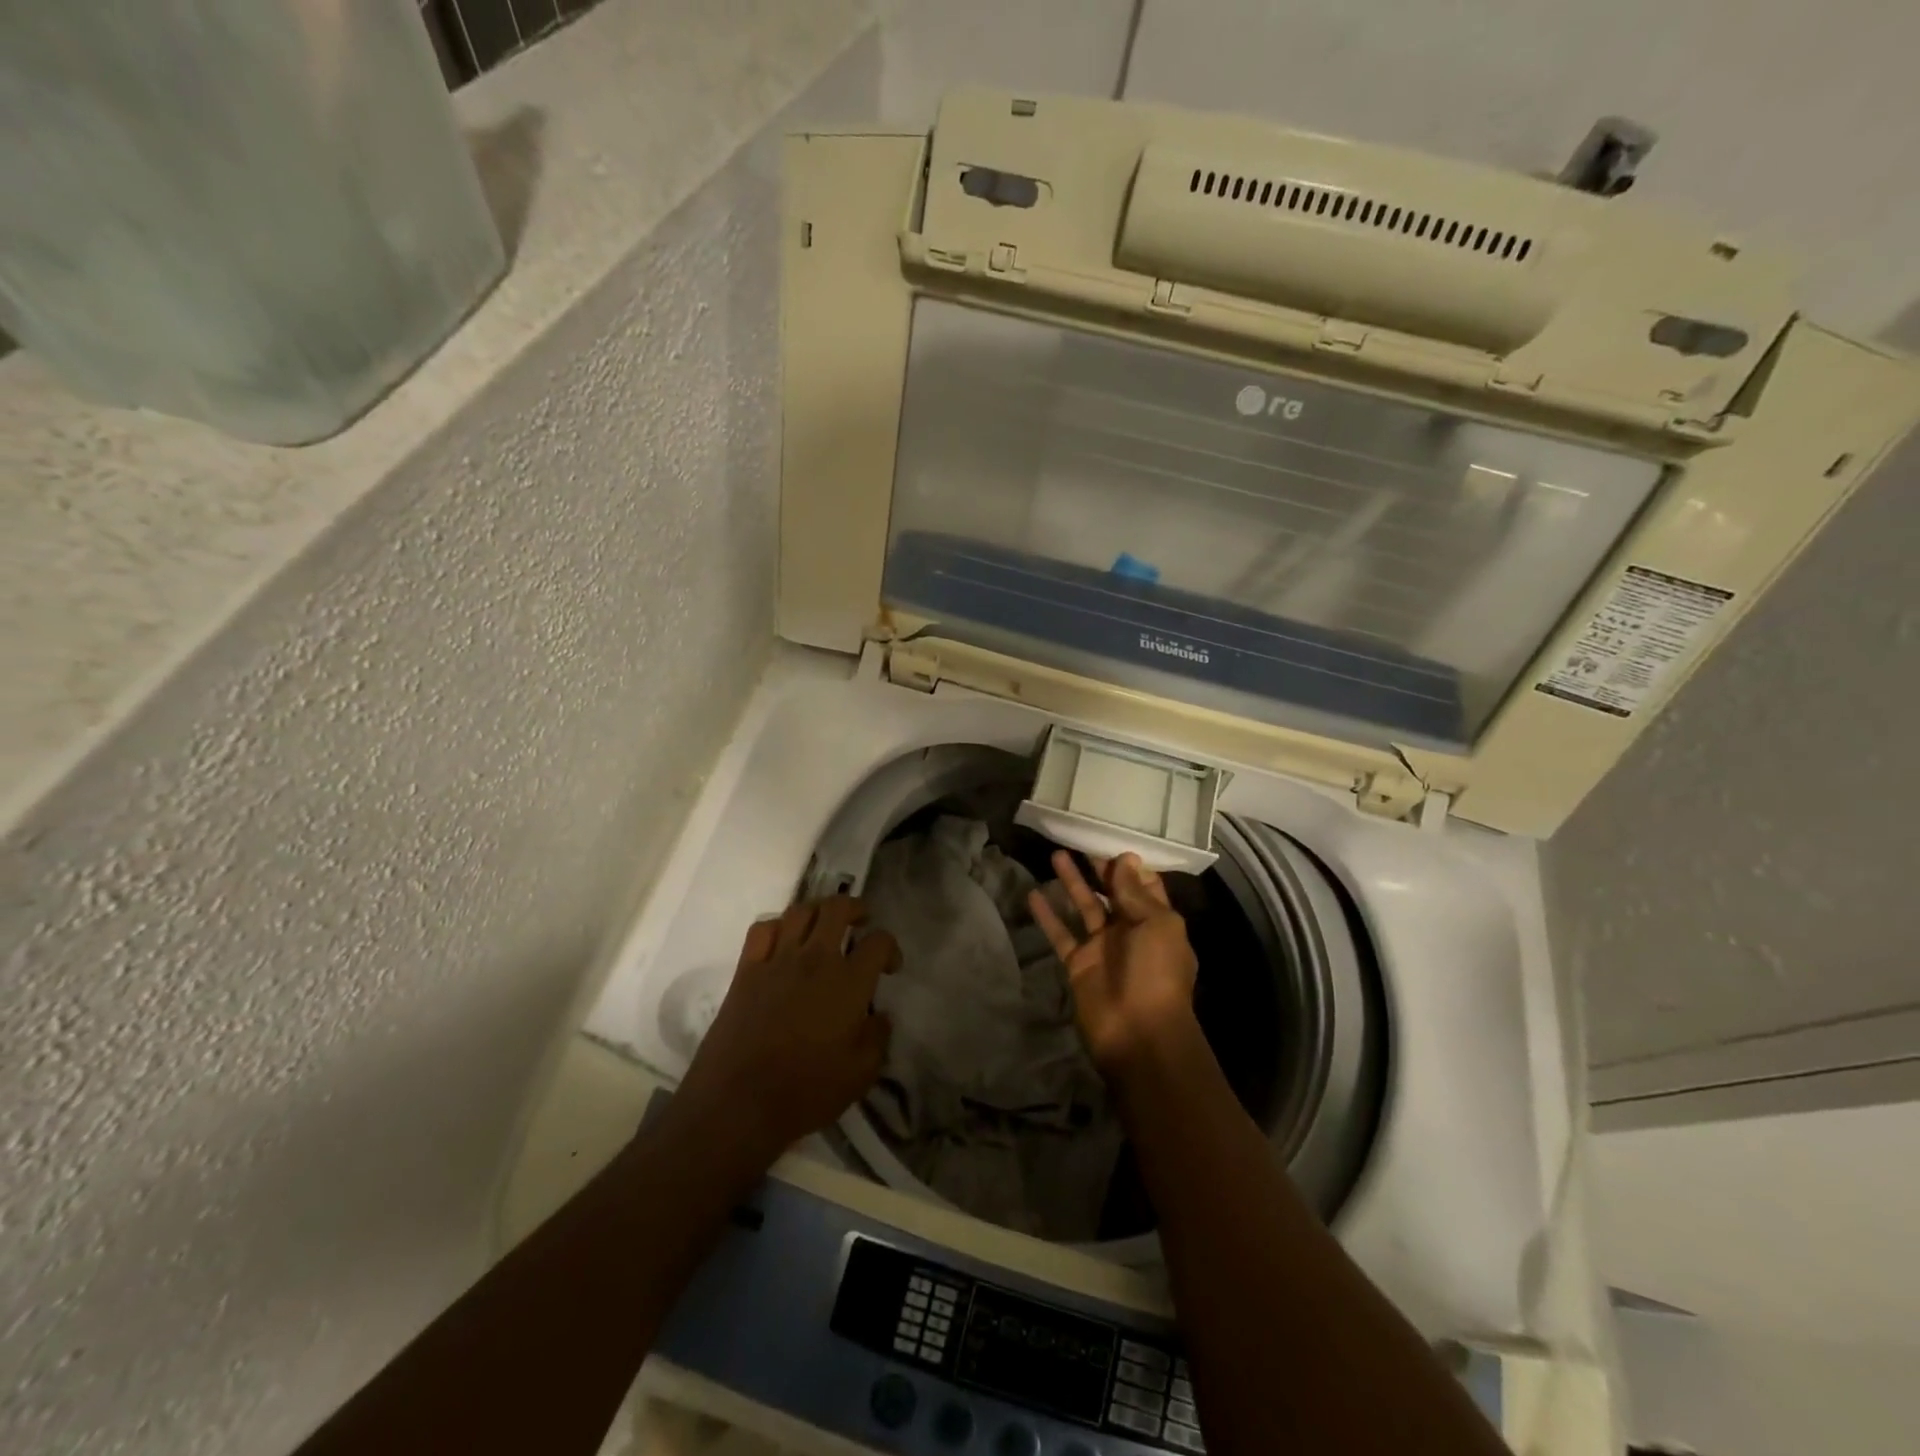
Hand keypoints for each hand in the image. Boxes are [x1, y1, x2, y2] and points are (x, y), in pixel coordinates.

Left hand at [670, 897, 897, 1168]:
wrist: (739, 1104)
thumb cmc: (807, 1091)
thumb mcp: (861, 1074)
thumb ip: (878, 1038)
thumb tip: (880, 1016)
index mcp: (850, 982)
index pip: (879, 942)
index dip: (890, 948)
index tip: (889, 967)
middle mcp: (816, 959)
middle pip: (837, 908)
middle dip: (855, 908)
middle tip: (860, 922)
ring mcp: (778, 960)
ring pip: (800, 911)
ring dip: (817, 911)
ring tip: (823, 925)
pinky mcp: (746, 970)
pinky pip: (762, 929)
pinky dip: (777, 926)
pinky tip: (783, 940)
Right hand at [1029, 852, 1200, 1078]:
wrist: (1138, 1034)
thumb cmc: (1156, 973)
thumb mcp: (1156, 924)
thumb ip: (1135, 892)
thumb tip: (1125, 858)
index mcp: (1157, 920)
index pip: (1144, 884)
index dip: (1129, 863)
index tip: (1111, 835)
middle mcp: (1130, 930)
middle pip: (1112, 891)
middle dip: (1099, 867)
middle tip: (1079, 838)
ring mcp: (1102, 947)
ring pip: (1085, 906)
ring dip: (1072, 882)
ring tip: (1055, 853)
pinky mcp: (1078, 963)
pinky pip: (1061, 933)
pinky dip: (1047, 915)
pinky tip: (1033, 893)